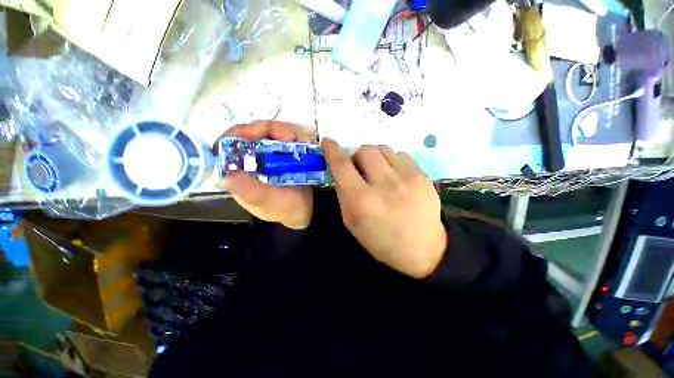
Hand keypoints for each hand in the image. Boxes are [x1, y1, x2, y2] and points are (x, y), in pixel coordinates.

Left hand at [216, 121, 314, 229]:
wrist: (304, 211)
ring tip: (300, 140)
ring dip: (286, 132)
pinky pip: (287, 139)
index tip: (262, 131)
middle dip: (270, 129)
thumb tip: (220, 177)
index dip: (243, 132)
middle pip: (252, 133)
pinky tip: (305, 141)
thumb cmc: (283, 208)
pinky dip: (296, 136)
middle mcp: (252, 160)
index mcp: (239, 170)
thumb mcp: (264, 201)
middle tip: (289, 136)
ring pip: (271, 133)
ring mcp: (269, 156)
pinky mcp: (284, 155)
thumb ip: (247, 190)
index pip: (230, 143)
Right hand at [322, 138, 446, 278]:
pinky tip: (395, 176)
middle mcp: (384, 185)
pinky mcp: (422, 176)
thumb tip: (340, 171)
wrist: (423, 249)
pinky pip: (401, 155)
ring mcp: (406, 178)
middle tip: (361, 170)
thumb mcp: (352, 223)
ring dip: (375, 158)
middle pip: (365, 150)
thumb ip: (343, 194)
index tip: (327, 142)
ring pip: (383, 148)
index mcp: (362, 201)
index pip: (342, 165)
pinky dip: (392, 161)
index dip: (332, 150)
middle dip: (357, 156)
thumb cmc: (381, 240)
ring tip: (379, 173)